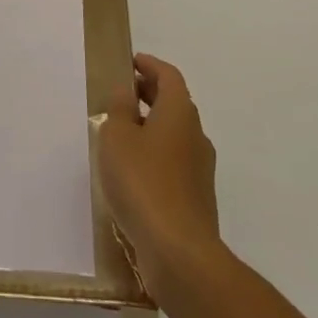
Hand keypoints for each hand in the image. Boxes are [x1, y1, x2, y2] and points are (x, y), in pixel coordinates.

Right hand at [99, 53, 221, 301]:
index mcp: (180, 112)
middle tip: (123, 95)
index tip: (131, 62)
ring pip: (175, 135)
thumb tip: (126, 92)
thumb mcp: (117, 137)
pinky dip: (157, 157)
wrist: (180, 254)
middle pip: (174, 103)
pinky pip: (175, 164)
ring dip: (152, 128)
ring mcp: (201, 170)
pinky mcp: (198, 200)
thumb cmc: (143, 183)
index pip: (168, 75)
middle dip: (149, 95)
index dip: (149, 65)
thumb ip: (119, 109)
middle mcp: (196, 135)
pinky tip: (134, 174)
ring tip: (122, 135)